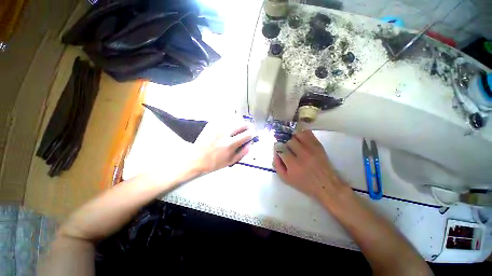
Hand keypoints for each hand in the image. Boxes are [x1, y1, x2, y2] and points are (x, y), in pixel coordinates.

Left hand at [193, 117, 254, 173]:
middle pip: (242, 123)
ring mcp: (217, 127)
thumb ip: (243, 152)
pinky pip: (223, 117)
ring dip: (238, 121)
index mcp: (230, 144)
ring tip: (237, 126)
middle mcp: (225, 133)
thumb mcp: (231, 161)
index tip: (252, 134)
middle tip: (246, 129)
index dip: (252, 133)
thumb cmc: (214, 163)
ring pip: (233, 117)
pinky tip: (228, 124)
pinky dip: (228, 119)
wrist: (197, 159)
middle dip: (247, 126)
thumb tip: (250, 143)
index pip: (247, 134)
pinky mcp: (211, 124)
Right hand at [273, 130, 349, 201]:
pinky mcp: (319, 145)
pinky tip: (300, 138)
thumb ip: (277, 165)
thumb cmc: (303, 183)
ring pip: (298, 134)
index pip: (281, 149)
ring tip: (293, 142)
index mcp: (294, 165)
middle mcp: (303, 154)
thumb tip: (275, 152)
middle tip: (286, 147)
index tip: (278, 148)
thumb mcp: (286, 179)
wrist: (326, 184)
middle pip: (289, 140)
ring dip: (293, 137)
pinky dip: (302, 133)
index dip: (277, 147)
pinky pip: (308, 133)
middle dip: (285, 143)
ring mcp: (312, 148)